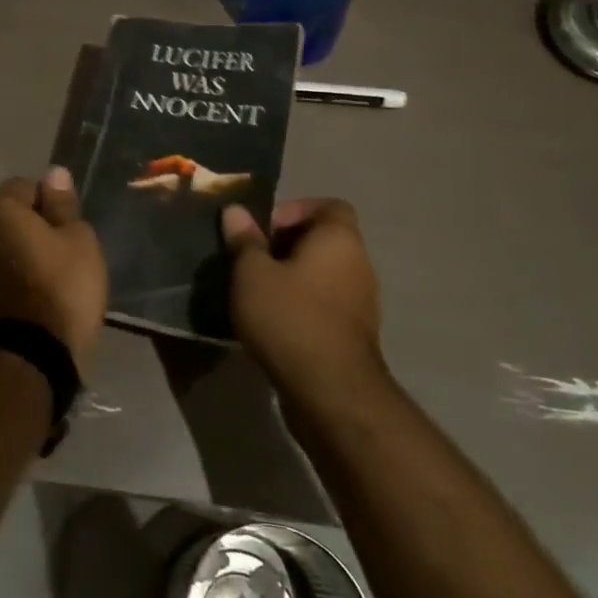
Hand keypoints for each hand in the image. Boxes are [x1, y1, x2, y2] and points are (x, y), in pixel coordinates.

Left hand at [0, 167, 107, 368]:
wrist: (28, 358)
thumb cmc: (61, 288)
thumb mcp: (78, 240)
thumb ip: (63, 204)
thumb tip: (54, 173)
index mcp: (0, 208)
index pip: (27, 186)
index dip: (51, 202)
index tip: (70, 227)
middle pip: (8, 214)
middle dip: (31, 224)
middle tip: (62, 249)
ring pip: (0, 243)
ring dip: (19, 250)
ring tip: (49, 274)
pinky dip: (10, 273)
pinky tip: (32, 293)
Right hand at [220, 198, 385, 408]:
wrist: (329, 391)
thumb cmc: (289, 317)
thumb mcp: (252, 273)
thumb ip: (244, 240)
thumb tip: (236, 211)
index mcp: (340, 239)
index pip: (329, 206)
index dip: (295, 210)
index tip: (264, 231)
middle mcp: (359, 264)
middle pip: (323, 240)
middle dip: (285, 246)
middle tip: (251, 261)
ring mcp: (361, 302)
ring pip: (322, 275)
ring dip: (292, 278)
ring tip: (255, 292)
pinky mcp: (353, 335)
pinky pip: (324, 305)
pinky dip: (301, 306)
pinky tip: (271, 322)